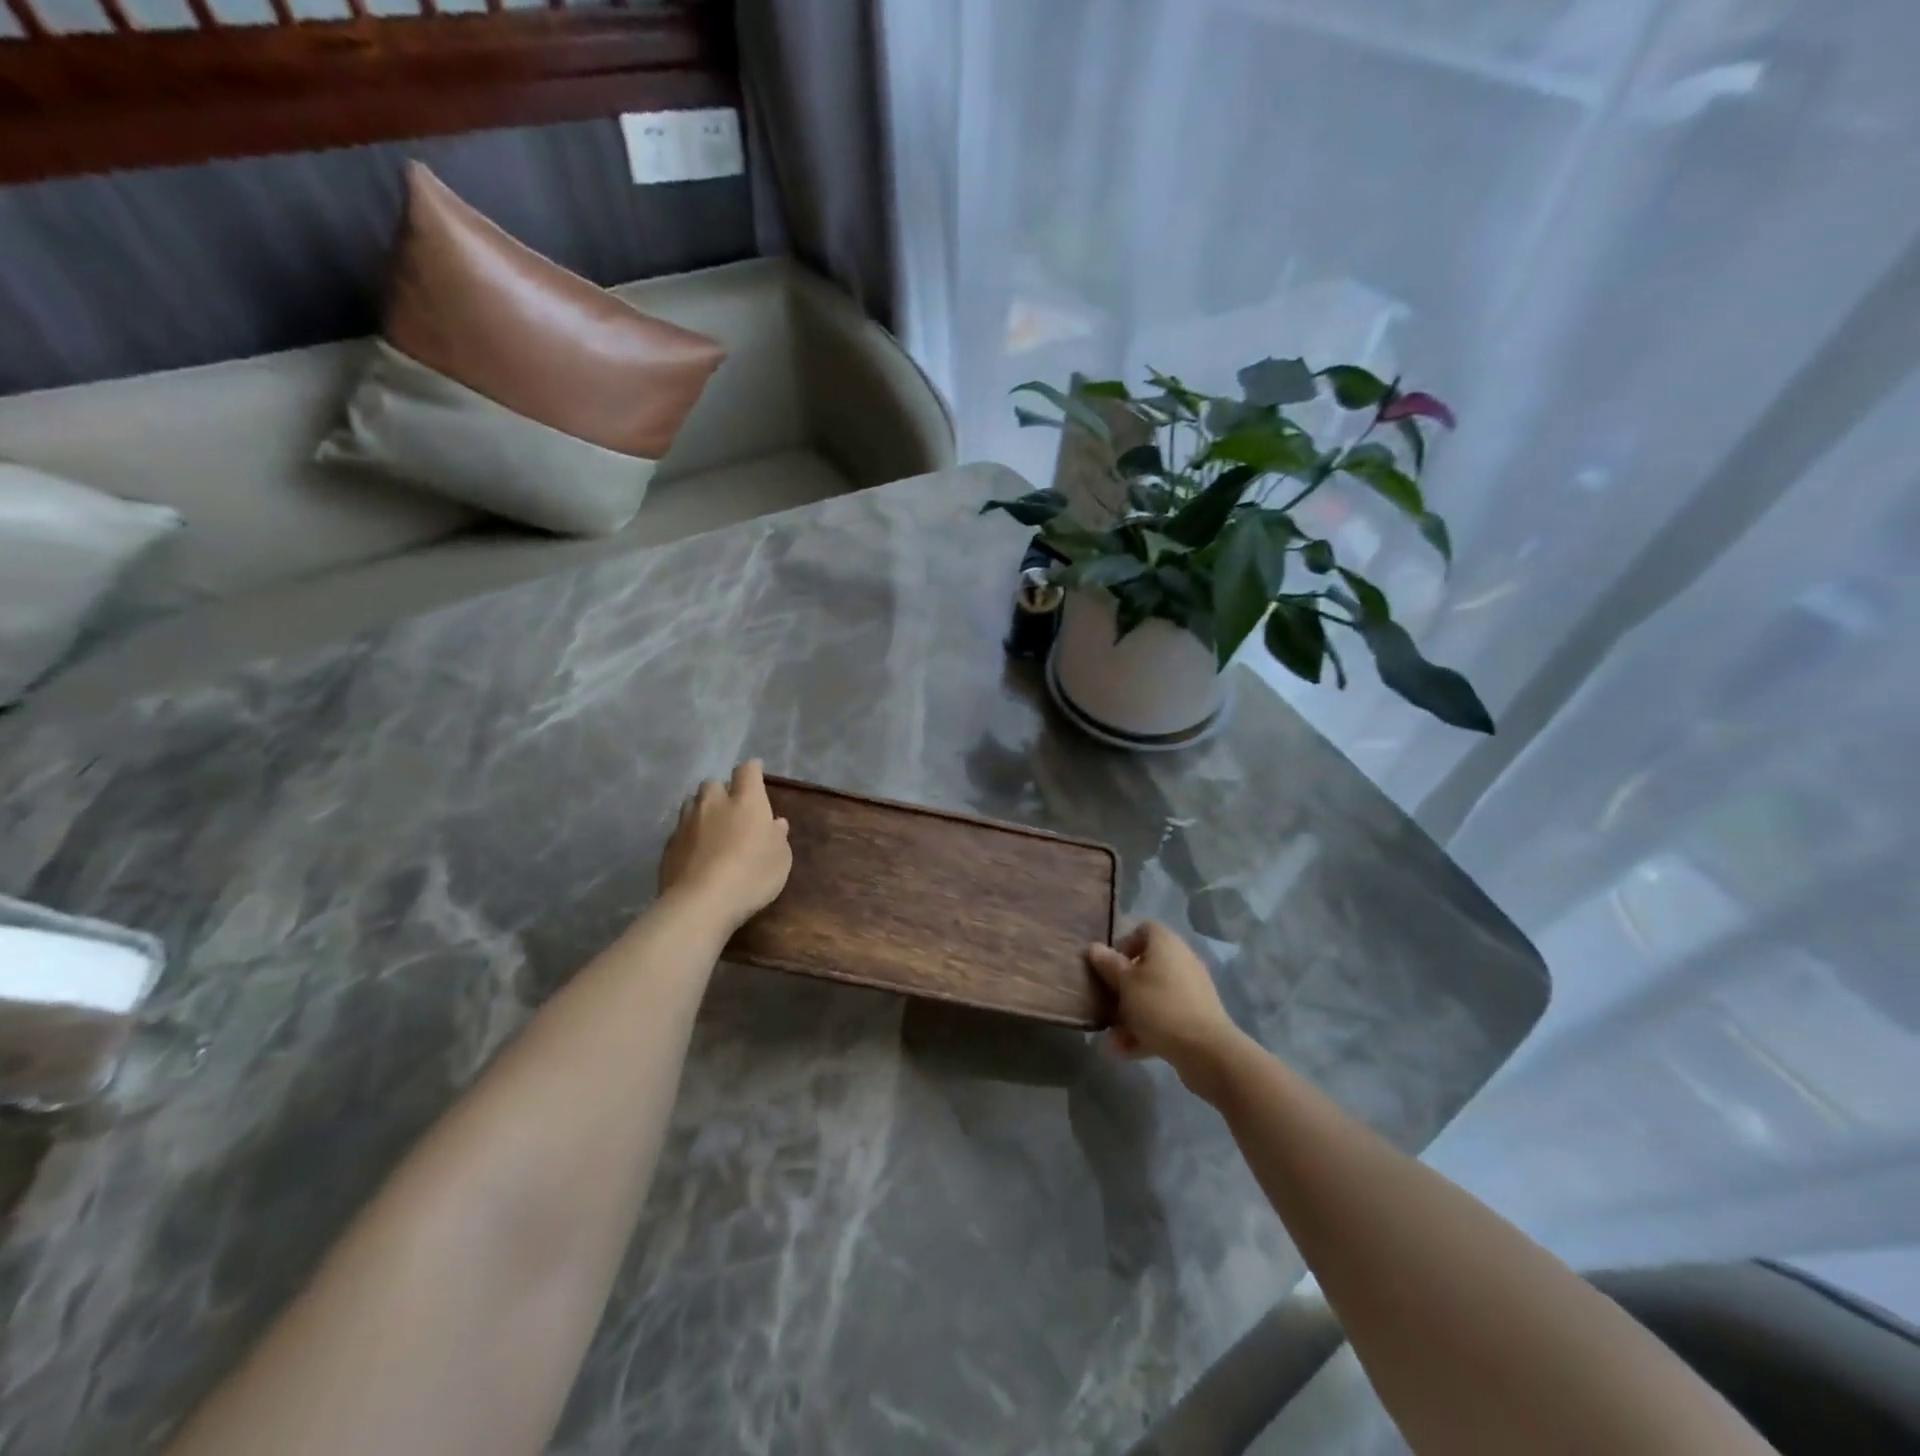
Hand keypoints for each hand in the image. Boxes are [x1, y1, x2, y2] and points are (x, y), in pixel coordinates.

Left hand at [658, 761, 792, 931]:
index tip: (755, 776)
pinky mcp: (668, 845)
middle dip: (721, 792)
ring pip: (691, 804)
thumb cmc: (751, 875)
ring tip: (710, 829)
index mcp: (746, 801)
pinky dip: (688, 836)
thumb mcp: (780, 859)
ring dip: (701, 811)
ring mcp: (686, 823)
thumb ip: (777, 837)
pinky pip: (679, 830)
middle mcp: (713, 803)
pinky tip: (695, 854)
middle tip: (731, 810)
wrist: (700, 903)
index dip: (752, 771)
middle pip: (713, 784)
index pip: (747, 770)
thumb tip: (775, 823)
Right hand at [1086, 921, 1244, 1098]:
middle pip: (1147, 965)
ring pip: (1154, 994)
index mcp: (1166, 944)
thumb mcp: (1125, 984)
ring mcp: (1191, 990)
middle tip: (1107, 1001)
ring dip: (1132, 1012)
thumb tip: (1094, 947)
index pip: (1144, 929)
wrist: (1206, 1051)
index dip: (1124, 944)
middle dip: (1124, 985)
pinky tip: (1126, 1050)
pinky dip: (1147, 1029)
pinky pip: (1166, 1016)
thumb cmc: (1159, 1006)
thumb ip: (1108, 964)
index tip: (1108, 965)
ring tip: (1112, 1036)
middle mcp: (1181, 960)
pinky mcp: (1197, 1016)